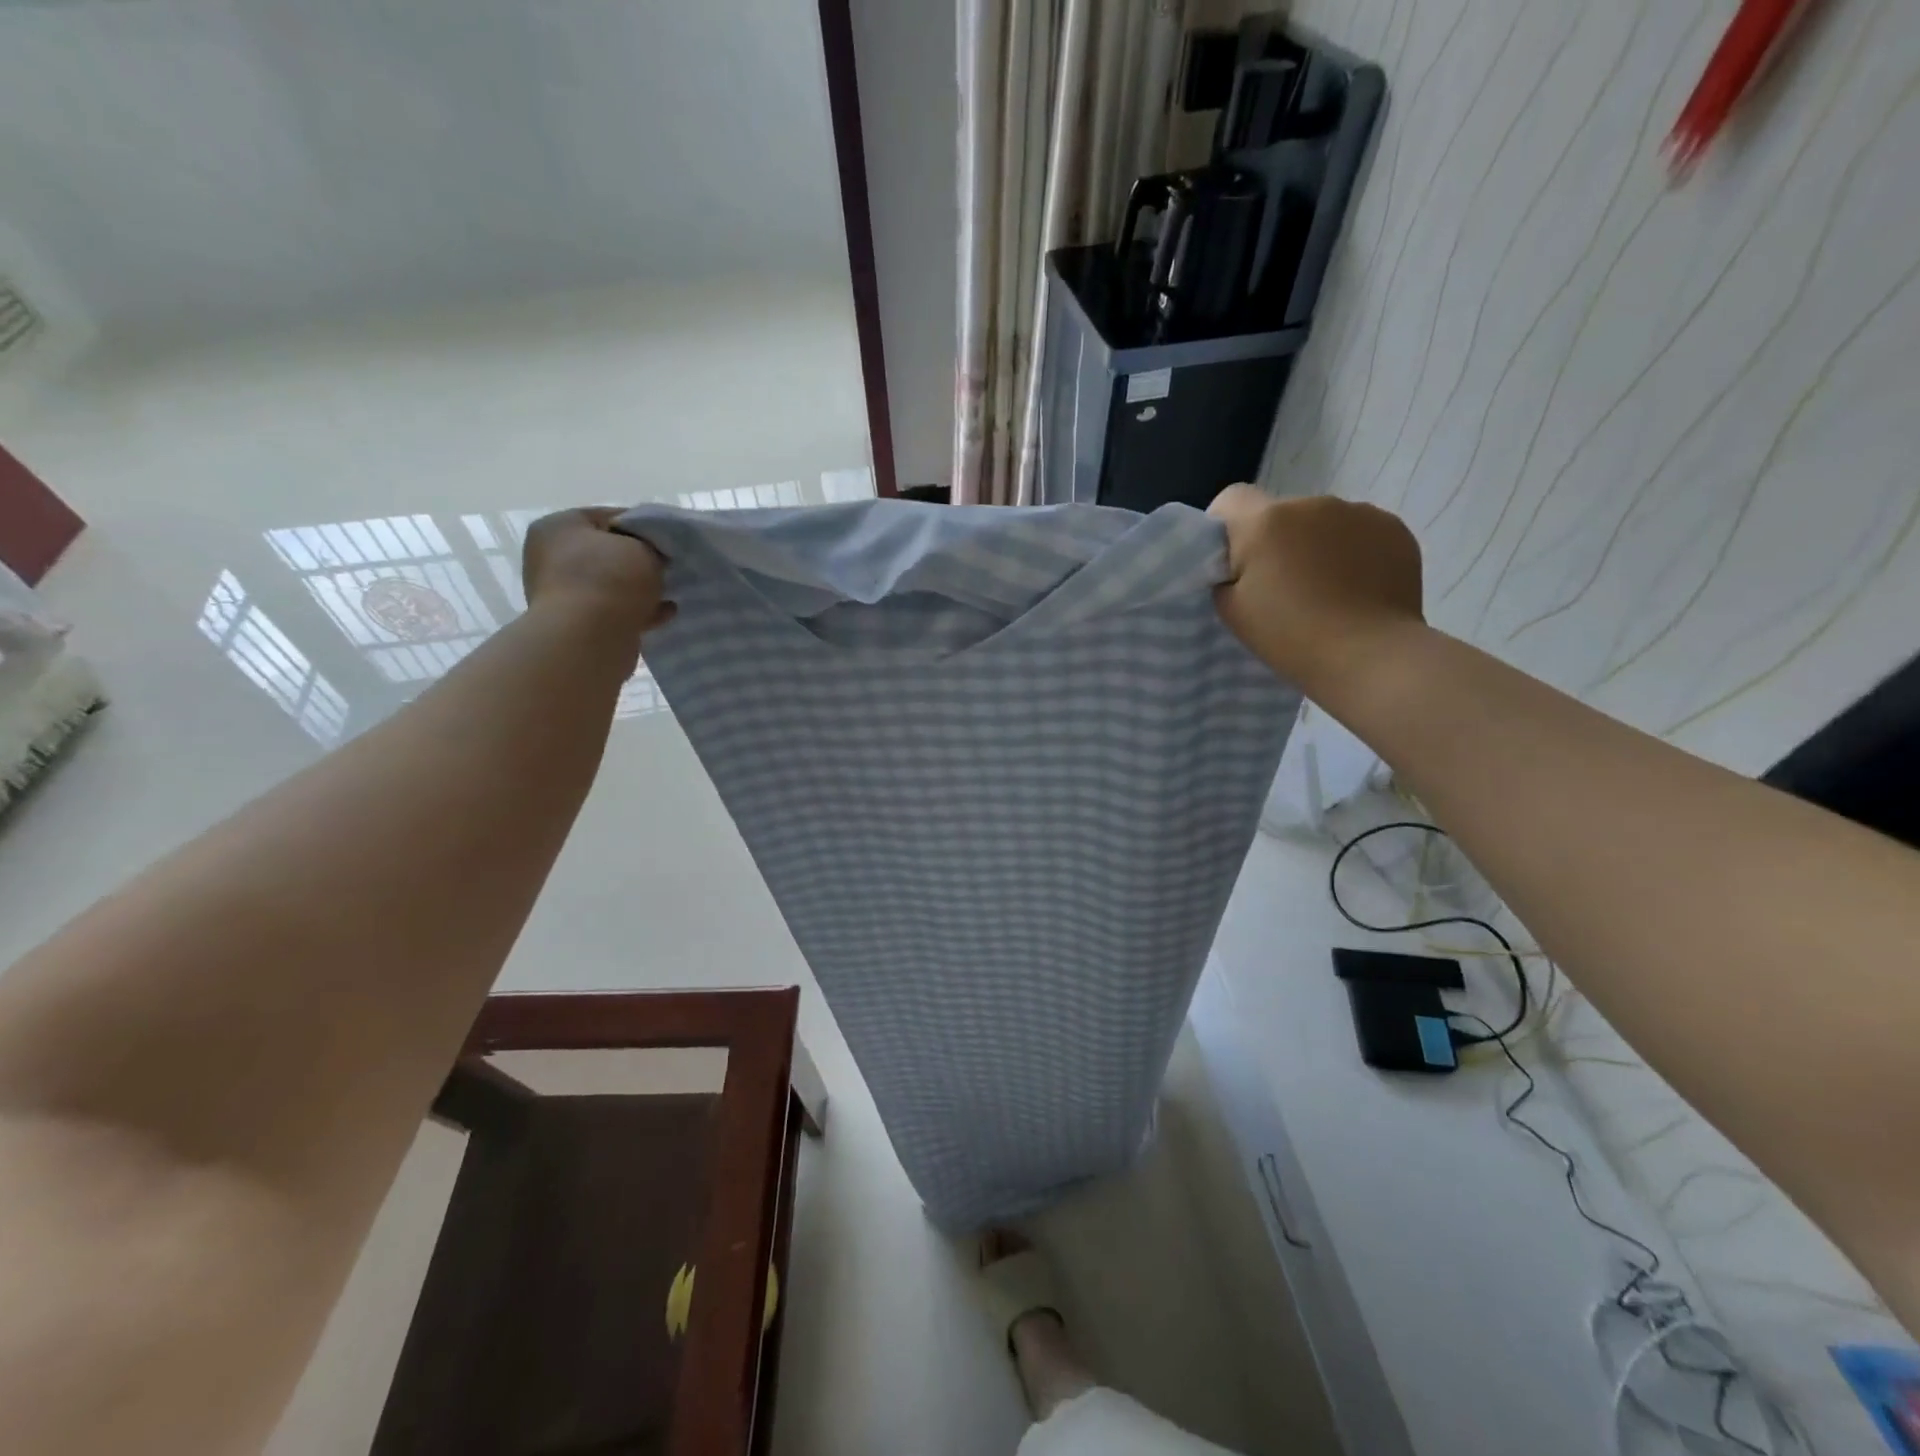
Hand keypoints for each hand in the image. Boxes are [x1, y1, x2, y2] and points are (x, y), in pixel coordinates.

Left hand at [521, 508, 672, 636]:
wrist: (588, 639)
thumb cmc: (611, 580)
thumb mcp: (643, 548)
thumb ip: (652, 545)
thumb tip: (655, 555)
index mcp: (559, 527)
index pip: (608, 517)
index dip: (644, 527)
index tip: (669, 541)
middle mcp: (551, 557)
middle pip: (608, 552)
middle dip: (641, 561)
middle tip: (670, 567)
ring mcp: (561, 593)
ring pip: (612, 584)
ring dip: (640, 589)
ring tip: (671, 592)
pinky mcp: (576, 623)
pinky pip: (614, 610)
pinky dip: (638, 611)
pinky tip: (665, 613)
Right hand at [1208, 483, 1423, 688]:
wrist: (1369, 655)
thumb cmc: (1289, 635)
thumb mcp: (1231, 610)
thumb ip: (1225, 575)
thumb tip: (1239, 563)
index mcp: (1266, 521)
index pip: (1231, 498)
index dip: (1225, 526)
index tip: (1231, 562)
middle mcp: (1312, 504)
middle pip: (1279, 513)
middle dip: (1274, 541)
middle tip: (1279, 587)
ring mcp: (1358, 511)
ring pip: (1320, 522)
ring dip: (1314, 545)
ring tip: (1324, 590)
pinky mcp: (1393, 528)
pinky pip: (1358, 531)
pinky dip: (1351, 552)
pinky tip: (1355, 587)